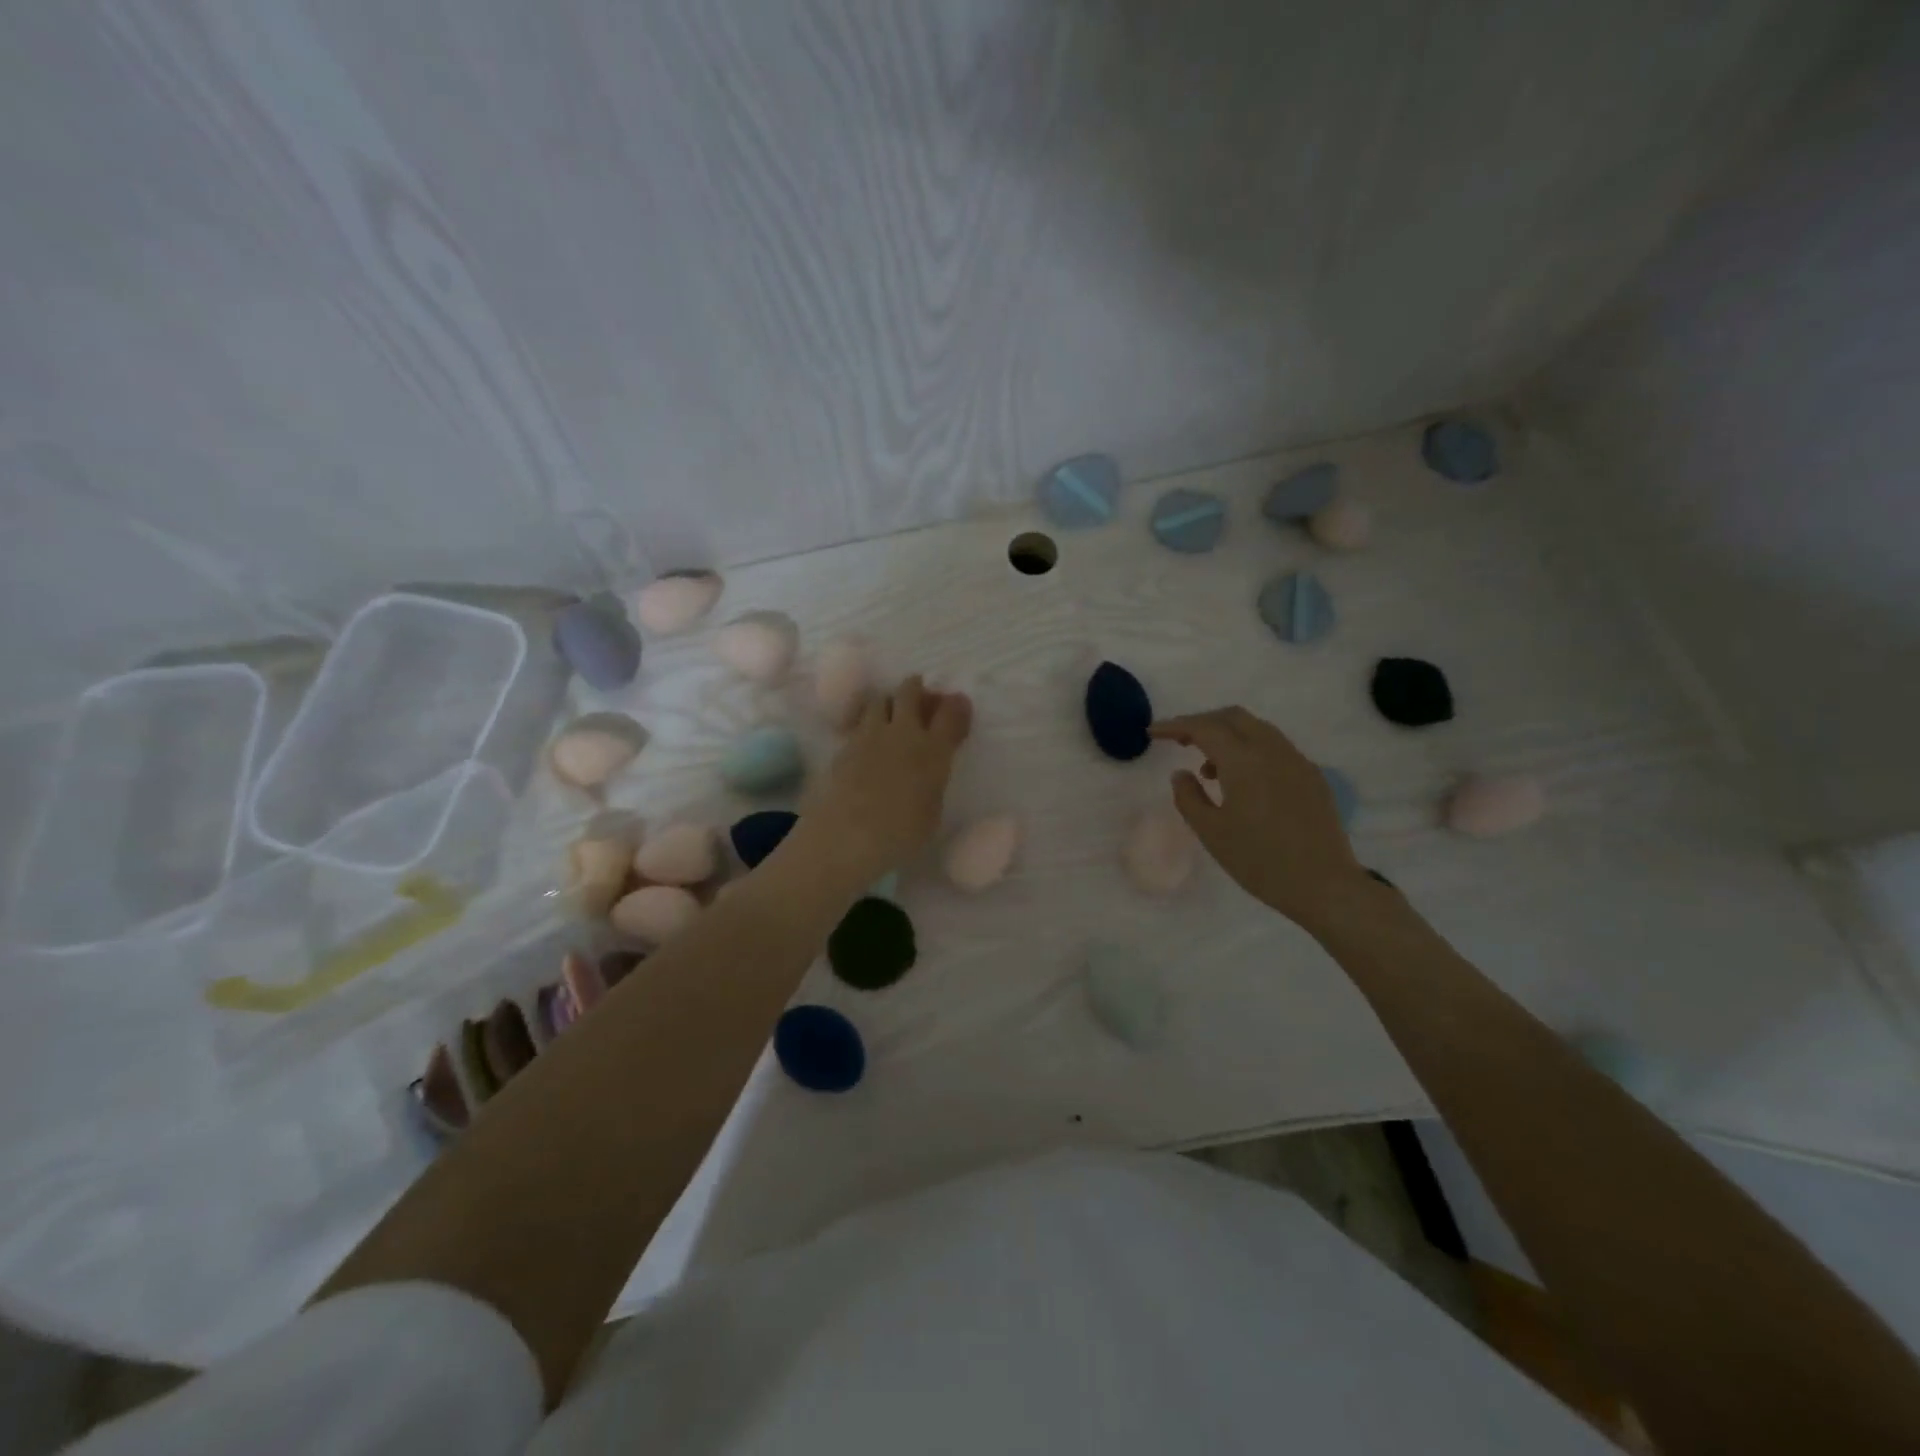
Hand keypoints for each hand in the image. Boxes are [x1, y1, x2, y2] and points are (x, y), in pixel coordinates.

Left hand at [797, 675, 972, 885]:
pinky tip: (868, 742)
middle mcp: (903, 733)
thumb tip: (929, 769)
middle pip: (910, 692)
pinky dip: (868, 725)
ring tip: (890, 716)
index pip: (950, 714)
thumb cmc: (901, 834)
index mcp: (933, 750)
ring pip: (879, 700)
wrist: (848, 836)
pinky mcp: (845, 746)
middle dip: (916, 689)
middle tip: (919, 696)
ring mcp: (870, 735)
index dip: (957, 705)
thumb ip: (933, 781)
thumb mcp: (932, 811)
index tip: (958, 704)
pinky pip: (860, 723)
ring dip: (889, 703)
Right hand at [1149, 707, 1364, 931]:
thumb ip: (1189, 797)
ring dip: (1228, 736)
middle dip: (1202, 722)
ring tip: (1208, 769)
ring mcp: (1297, 761)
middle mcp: (1272, 750)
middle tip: (1179, 741)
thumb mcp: (1211, 833)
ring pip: (1257, 729)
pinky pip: (1275, 747)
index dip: (1175, 725)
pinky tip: (1242, 782)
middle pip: (1232, 717)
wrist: (1325, 885)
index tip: (1153, 733)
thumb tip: (1181, 774)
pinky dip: (1250, 750)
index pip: (1203, 727)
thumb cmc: (1260, 861)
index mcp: (1244, 761)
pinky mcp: (1312, 776)